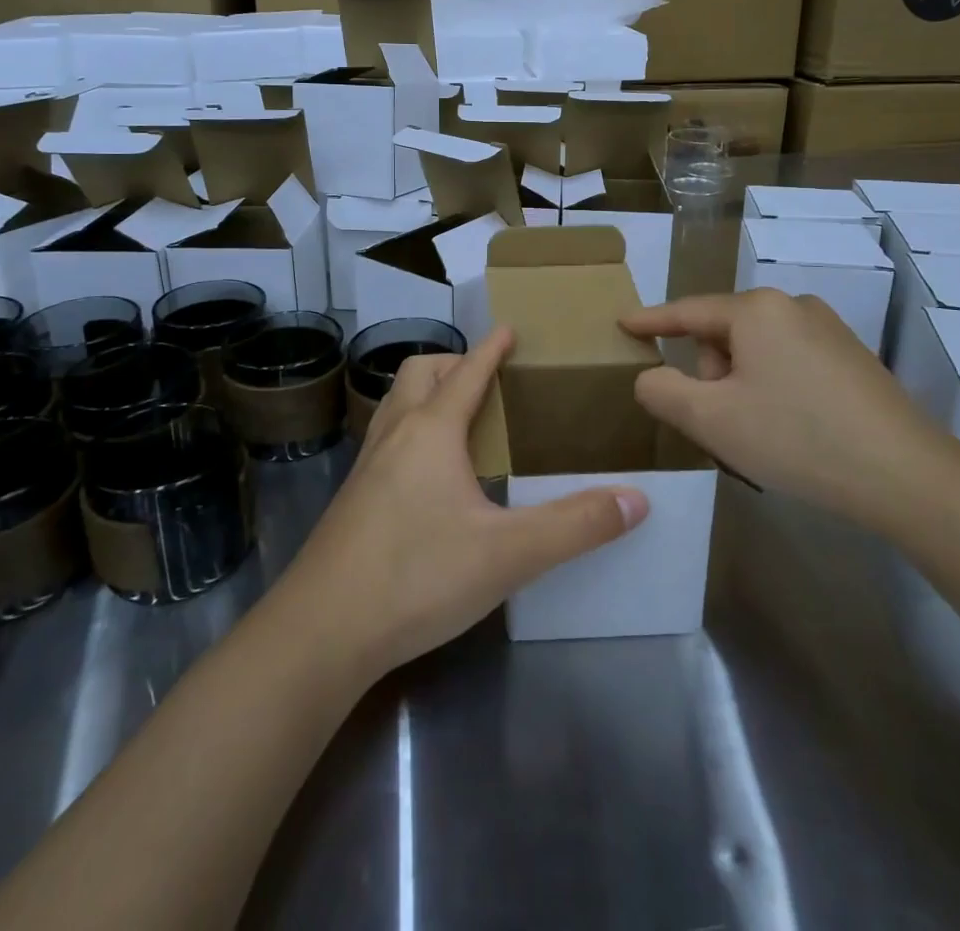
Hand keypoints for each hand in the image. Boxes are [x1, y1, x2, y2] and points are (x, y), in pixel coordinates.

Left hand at [279, 328, 648, 677]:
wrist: (322, 630)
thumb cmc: (418, 576)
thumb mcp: (508, 554)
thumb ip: (575, 525)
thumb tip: (637, 499)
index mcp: (431, 431)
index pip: (467, 372)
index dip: (490, 349)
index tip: (507, 329)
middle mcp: (394, 435)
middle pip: (418, 373)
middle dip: (452, 363)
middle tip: (486, 378)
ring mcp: (366, 466)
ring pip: (395, 404)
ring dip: (426, 394)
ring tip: (458, 417)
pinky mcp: (352, 498)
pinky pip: (384, 439)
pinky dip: (410, 430)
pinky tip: (426, 474)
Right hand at [621, 290, 959, 530]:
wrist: (906, 475)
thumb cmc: (795, 438)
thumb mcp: (711, 419)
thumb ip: (662, 391)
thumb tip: (652, 376)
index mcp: (755, 310)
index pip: (687, 311)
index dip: (650, 320)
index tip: (623, 323)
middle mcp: (792, 306)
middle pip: (724, 333)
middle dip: (711, 373)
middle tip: (721, 423)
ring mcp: (828, 329)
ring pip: (757, 350)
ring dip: (741, 384)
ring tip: (758, 434)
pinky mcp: (852, 357)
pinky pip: (789, 362)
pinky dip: (773, 388)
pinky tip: (792, 429)